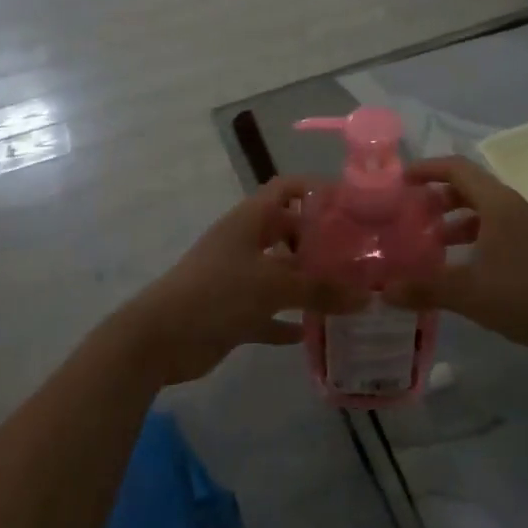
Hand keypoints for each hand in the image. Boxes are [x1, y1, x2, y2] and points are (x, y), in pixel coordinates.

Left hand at [112, 177, 361, 385]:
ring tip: (346, 293)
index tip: (351, 204)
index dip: (316, 190)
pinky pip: (268, 312)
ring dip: (307, 283)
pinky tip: (312, 333)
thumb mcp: (273, 287)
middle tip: (358, 255)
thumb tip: (368, 297)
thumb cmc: (217, 293)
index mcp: (250, 220)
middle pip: (288, 231)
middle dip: (320, 241)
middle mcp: (245, 242)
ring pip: (281, 274)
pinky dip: (287, 320)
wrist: (159, 338)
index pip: (286, 188)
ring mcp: (237, 277)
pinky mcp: (233, 311)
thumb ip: (320, 290)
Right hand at [382, 157, 527, 365]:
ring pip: (483, 213)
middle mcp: (513, 207)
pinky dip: (474, 240)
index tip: (399, 181)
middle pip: (468, 188)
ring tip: (430, 245)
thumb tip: (382, 290)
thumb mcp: (470, 293)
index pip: (456, 168)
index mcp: (497, 203)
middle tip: (409, 216)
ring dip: (455, 222)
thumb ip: (425, 288)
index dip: (426, 169)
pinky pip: (497, 232)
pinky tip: (463, 269)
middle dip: (436, 198)